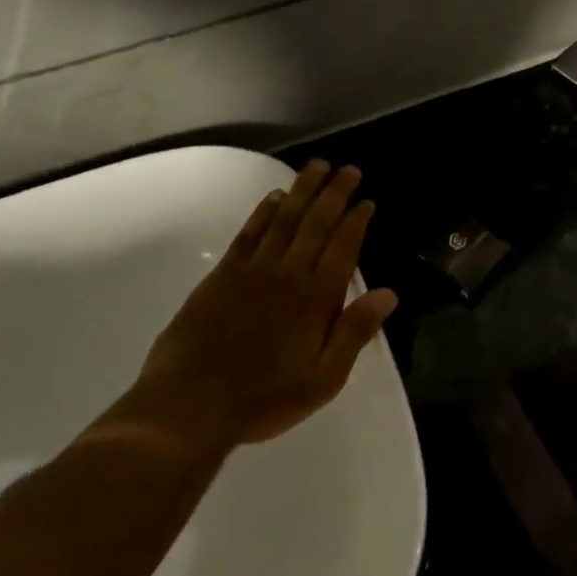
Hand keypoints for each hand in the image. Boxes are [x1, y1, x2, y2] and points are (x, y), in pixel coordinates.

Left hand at [131, 160, 398, 454]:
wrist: (187, 408)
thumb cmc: (264, 398)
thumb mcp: (324, 378)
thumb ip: (355, 332)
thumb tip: (389, 293)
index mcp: (316, 298)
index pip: (343, 247)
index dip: (357, 220)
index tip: (367, 201)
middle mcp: (288, 273)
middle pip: (316, 223)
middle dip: (335, 193)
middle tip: (348, 169)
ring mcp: (252, 271)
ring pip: (284, 219)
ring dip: (303, 190)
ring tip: (317, 167)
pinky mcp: (221, 276)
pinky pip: (249, 233)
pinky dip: (264, 212)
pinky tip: (275, 197)